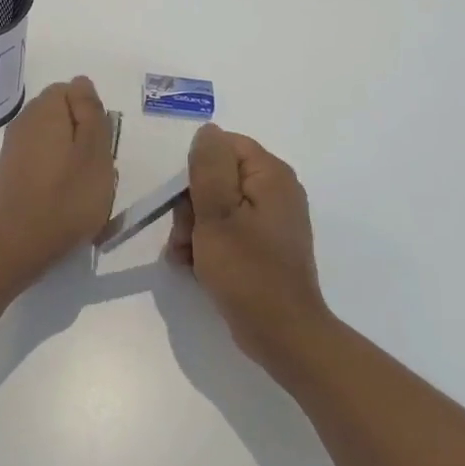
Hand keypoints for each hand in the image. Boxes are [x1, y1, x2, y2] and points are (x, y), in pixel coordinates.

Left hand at [0, 77, 116, 276]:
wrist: (16, 243)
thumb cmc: (66, 196)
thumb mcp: (95, 150)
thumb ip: (90, 111)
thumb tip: (81, 82)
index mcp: (45, 110)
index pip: (72, 90)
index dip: (92, 114)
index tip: (101, 144)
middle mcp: (24, 121)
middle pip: (61, 116)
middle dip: (82, 137)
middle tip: (96, 169)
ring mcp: (12, 148)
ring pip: (52, 141)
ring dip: (70, 159)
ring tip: (83, 190)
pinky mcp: (8, 173)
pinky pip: (39, 163)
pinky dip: (53, 176)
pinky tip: (62, 201)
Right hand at [167, 123, 330, 366]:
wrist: (282, 335)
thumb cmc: (246, 271)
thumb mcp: (216, 214)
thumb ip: (208, 167)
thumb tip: (208, 130)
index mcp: (271, 175)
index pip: (224, 146)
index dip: (197, 169)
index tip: (184, 201)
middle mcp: (276, 190)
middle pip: (218, 177)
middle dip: (191, 206)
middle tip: (182, 237)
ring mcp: (271, 220)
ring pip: (217, 206)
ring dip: (193, 229)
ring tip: (184, 257)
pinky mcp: (265, 246)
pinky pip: (228, 230)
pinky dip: (208, 244)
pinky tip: (194, 267)